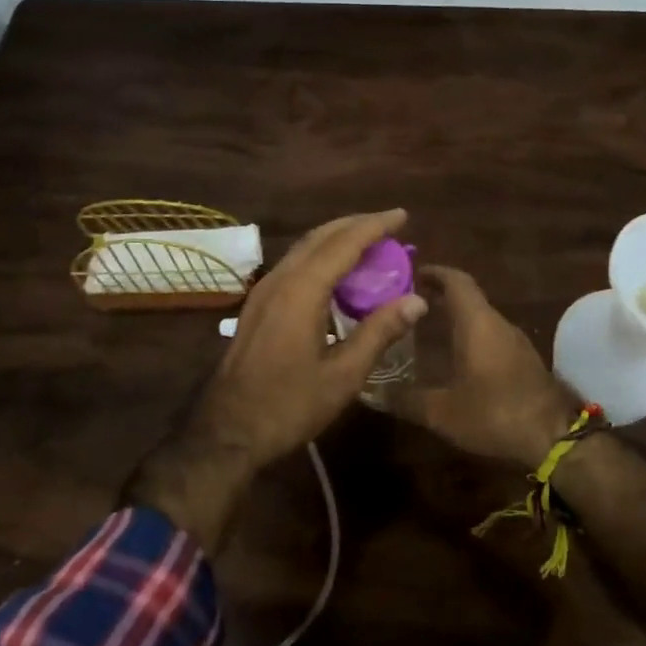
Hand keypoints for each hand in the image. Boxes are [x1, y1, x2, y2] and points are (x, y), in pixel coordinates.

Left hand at [193, 208, 425, 463]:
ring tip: (368, 242)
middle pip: (321, 236)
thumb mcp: (343, 375)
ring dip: (337, 238)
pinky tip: (336, 274)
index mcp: (302, 290)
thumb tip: (417, 300)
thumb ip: (379, 332)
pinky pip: (294, 264)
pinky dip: (321, 256)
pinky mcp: (257, 305)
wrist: (227, 430)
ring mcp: (264, 291)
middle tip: (389, 225)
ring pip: (304, 248)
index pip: (344, 243)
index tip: (402, 215)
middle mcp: (281, 279)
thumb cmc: (289, 405)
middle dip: (356, 224)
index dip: (375, 226)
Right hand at [397, 266, 580, 467]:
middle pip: (469, 297)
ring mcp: (514, 341)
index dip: (435, 273)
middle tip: (410, 302)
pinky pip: (491, 335)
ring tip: (427, 327)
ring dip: (457, 316)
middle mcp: (497, 323)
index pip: (456, 281)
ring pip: (481, 317)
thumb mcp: (442, 411)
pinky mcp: (524, 360)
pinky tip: (455, 356)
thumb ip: (407, 399)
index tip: (412, 273)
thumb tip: (373, 392)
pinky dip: (471, 335)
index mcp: (477, 323)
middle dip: (440, 295)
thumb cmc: (494, 412)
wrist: (554, 438)